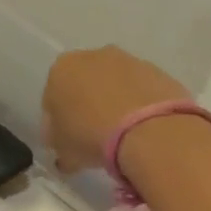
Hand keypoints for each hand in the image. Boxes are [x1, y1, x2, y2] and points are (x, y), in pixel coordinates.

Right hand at [42, 47, 191, 172]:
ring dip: (114, 103)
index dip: (58, 122)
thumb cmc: (90, 136)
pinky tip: (141, 130)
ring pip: (114, 85)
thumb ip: (59, 146)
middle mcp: (91, 56)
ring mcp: (128, 60)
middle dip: (86, 105)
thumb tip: (65, 154)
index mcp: (60, 70)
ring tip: (121, 135)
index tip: (67, 140)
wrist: (148, 131)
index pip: (52, 97)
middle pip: (84, 84)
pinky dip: (138, 105)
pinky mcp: (158, 70)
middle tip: (93, 136)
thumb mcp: (62, 151)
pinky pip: (140, 91)